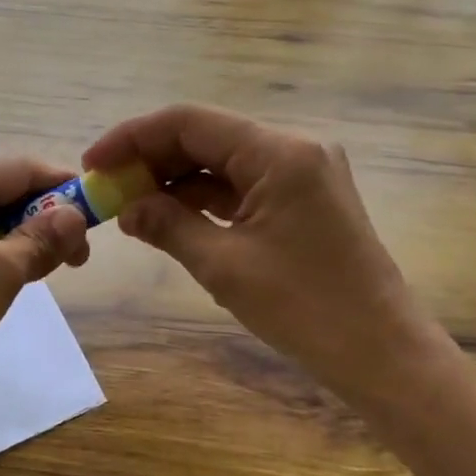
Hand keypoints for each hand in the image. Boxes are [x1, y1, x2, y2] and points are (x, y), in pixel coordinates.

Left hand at [0, 158, 90, 439]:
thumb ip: (38, 240)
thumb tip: (74, 215)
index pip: (17, 168)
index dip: (61, 185)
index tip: (98, 212)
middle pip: (0, 194)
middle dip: (44, 218)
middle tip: (78, 258)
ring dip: (22, 243)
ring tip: (50, 273)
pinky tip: (11, 286)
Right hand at [84, 105, 421, 405]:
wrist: (382, 353)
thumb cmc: (305, 309)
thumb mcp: (224, 266)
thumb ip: (168, 226)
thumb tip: (126, 208)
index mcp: (278, 153)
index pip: (189, 122)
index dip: (133, 137)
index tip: (93, 162)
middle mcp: (294, 149)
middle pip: (207, 137)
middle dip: (153, 160)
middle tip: (108, 190)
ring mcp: (304, 173)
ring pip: (223, 163)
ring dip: (176, 182)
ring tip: (131, 209)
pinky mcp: (306, 199)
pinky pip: (244, 187)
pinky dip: (206, 201)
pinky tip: (171, 219)